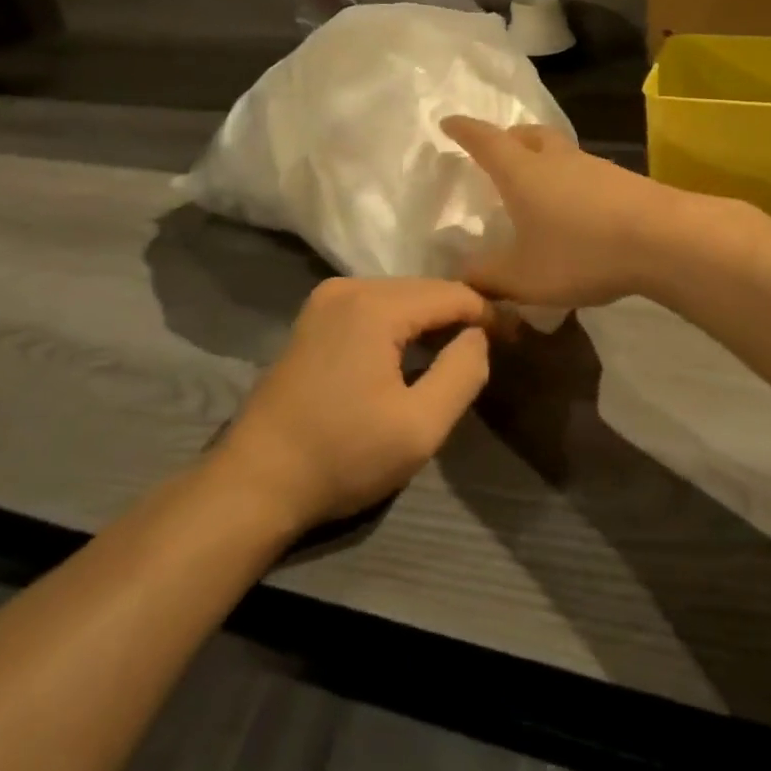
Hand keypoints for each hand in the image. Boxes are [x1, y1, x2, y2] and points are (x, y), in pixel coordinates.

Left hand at [217, 278, 492, 529]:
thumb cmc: (343, 456)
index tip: (516, 339)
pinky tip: (412, 351)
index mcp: (375, 306)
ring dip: (431, 320)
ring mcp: (326, 300)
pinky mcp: (314, 318)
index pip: (452, 294)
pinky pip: (374, 307)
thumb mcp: (420, 426)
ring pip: (401, 296)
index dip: (489, 314)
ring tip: (458, 351)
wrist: (255, 482)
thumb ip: (463, 372)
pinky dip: (401, 324)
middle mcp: (349, 287)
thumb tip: (479, 335)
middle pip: (425, 290)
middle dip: (460, 315)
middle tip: (492, 348)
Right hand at [441, 117, 677, 308]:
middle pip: (527, 135)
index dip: (464, 130)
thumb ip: (488, 277)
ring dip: (542, 159)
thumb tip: (462, 276)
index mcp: (522, 172)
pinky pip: (584, 172)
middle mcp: (556, 159)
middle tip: (498, 151)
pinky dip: (570, 181)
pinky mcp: (622, 180)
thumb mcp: (523, 276)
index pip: (485, 140)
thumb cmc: (580, 251)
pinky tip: (575, 210)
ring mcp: (593, 166)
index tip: (449, 122)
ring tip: (536, 185)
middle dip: (507, 138)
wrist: (662, 239)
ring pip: (559, 151)